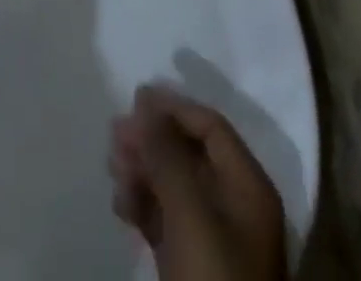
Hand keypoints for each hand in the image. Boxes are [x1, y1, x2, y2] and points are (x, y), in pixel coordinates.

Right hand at [109, 86, 287, 280]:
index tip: (136, 98)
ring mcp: (214, 240)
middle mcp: (235, 206)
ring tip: (112, 167)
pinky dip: (144, 207)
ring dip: (143, 171)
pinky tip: (120, 204)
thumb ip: (167, 154)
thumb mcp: (190, 213)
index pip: (211, 128)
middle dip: (152, 140)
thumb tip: (145, 103)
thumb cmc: (214, 279)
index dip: (174, 107)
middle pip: (190, 155)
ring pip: (175, 188)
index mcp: (248, 187)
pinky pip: (167, 222)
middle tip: (114, 133)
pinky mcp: (192, 269)